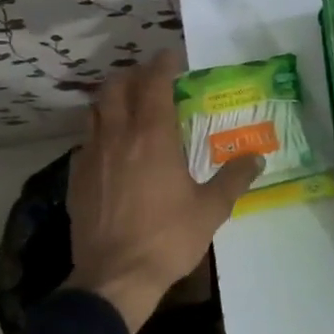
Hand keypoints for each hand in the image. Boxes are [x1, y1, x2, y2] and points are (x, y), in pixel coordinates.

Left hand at [62, 52, 263, 333]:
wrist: (115, 276)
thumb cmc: (168, 238)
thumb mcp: (212, 208)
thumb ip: (235, 178)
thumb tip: (258, 158)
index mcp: (152, 137)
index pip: (154, 85)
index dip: (162, 65)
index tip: (172, 56)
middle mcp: (117, 137)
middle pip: (115, 88)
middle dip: (132, 76)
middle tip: (149, 79)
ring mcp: (91, 157)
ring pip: (94, 112)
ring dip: (111, 100)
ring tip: (128, 107)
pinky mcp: (76, 180)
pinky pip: (84, 143)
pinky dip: (98, 133)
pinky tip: (111, 150)